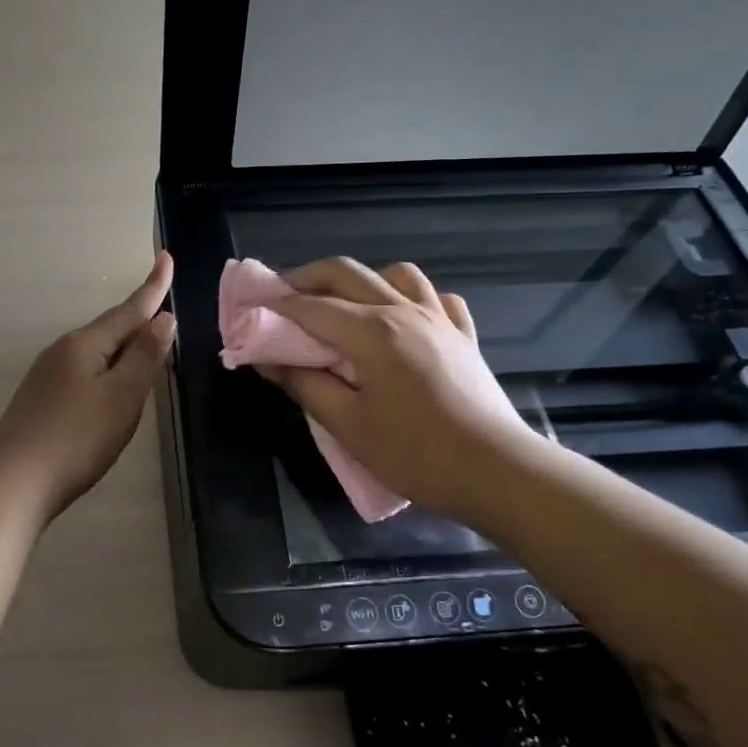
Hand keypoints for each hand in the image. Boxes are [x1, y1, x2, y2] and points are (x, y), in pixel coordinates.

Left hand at [0, 253, 176, 518]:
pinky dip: (105, 371)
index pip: (129, 309)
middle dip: (137, 317)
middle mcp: (63, 351)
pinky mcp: (41, 401)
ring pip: (95, 352)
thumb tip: (162, 319)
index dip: (153, 287)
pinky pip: (83, 373)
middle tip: (162, 303)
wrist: (13, 482)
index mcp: (85, 344)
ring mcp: (47, 376)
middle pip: (110, 328)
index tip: (166, 257)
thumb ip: (144, 357)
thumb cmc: (77, 437)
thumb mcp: (122, 396)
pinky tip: (108, 388)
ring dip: (122, 347)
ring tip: (144, 347)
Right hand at [260, 258, 536, 519]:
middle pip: (347, 273)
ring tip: (343, 306)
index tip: (249, 310)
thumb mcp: (347, 425)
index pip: (310, 306)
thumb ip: (304, 384)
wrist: (498, 472)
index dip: (275, 305)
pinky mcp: (464, 336)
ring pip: (396, 274)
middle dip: (307, 278)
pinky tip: (402, 319)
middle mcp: (404, 311)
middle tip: (282, 299)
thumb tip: (267, 360)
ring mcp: (440, 319)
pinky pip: (436, 298)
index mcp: (372, 331)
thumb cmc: (415, 453)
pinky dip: (411, 298)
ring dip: (361, 281)